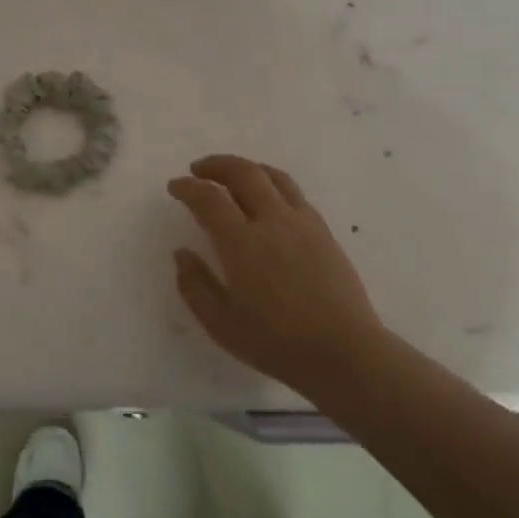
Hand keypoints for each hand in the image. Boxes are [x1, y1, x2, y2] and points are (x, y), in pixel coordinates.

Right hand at [167, 154, 383, 394]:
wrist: (343, 352)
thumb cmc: (275, 342)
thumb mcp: (220, 323)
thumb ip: (194, 285)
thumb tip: (182, 253)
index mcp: (242, 243)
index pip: (209, 199)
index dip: (188, 187)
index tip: (175, 186)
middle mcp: (273, 222)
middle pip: (244, 173)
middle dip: (216, 165)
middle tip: (198, 170)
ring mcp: (303, 223)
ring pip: (273, 176)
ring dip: (247, 168)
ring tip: (232, 175)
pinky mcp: (324, 232)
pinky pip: (293, 193)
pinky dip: (271, 183)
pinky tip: (266, 200)